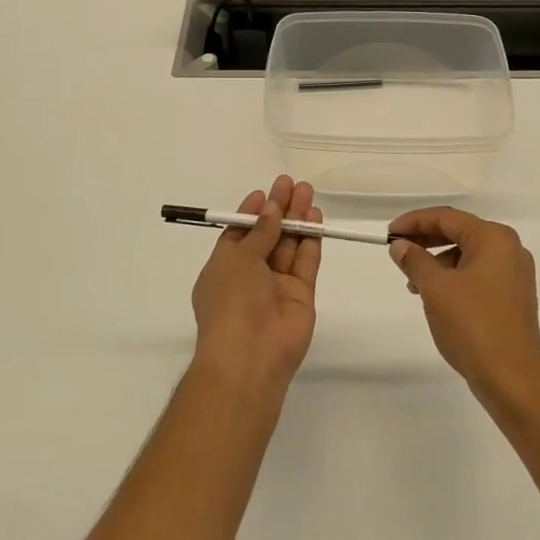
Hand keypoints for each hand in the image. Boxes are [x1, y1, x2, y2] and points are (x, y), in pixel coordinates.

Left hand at [190, 176, 321, 390]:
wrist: (250, 355)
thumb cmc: (231, 301)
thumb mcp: (238, 259)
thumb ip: (260, 232)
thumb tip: (270, 208)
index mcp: (224, 267)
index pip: (239, 233)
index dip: (252, 212)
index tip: (265, 191)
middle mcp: (250, 275)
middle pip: (268, 235)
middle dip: (279, 209)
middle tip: (292, 183)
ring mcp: (277, 285)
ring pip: (289, 245)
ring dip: (297, 219)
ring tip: (308, 191)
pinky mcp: (301, 295)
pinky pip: (306, 261)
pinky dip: (311, 239)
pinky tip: (316, 217)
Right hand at [388, 207, 539, 398]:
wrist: (511, 376)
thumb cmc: (472, 324)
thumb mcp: (435, 288)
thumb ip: (415, 261)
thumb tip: (400, 246)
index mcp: (494, 239)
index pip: (447, 217)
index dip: (414, 222)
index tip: (389, 234)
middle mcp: (509, 249)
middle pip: (459, 233)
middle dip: (425, 240)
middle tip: (397, 251)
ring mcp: (514, 274)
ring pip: (467, 255)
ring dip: (437, 262)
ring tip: (413, 283)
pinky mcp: (512, 297)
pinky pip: (477, 275)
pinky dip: (453, 278)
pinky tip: (436, 297)